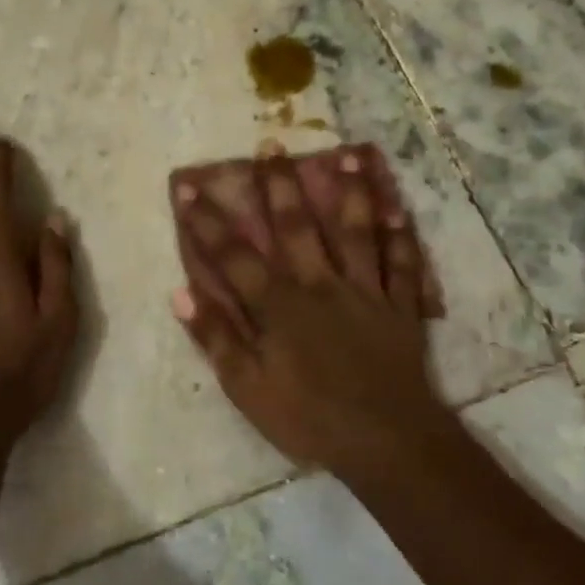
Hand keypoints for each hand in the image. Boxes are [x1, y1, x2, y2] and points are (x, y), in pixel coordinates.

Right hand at [173, 143, 449, 472]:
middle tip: (272, 145)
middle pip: (296, 227)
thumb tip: (181, 292)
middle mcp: (320, 285)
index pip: (234, 256)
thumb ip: (216, 337)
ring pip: (356, 232)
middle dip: (279, 185)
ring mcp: (365, 291)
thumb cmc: (308, 417)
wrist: (385, 439)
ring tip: (348, 156)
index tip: (189, 187)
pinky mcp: (400, 307)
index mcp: (279, 306)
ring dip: (350, 193)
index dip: (207, 222)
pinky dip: (402, 238)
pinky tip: (399, 211)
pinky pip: (403, 265)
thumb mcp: (247, 388)